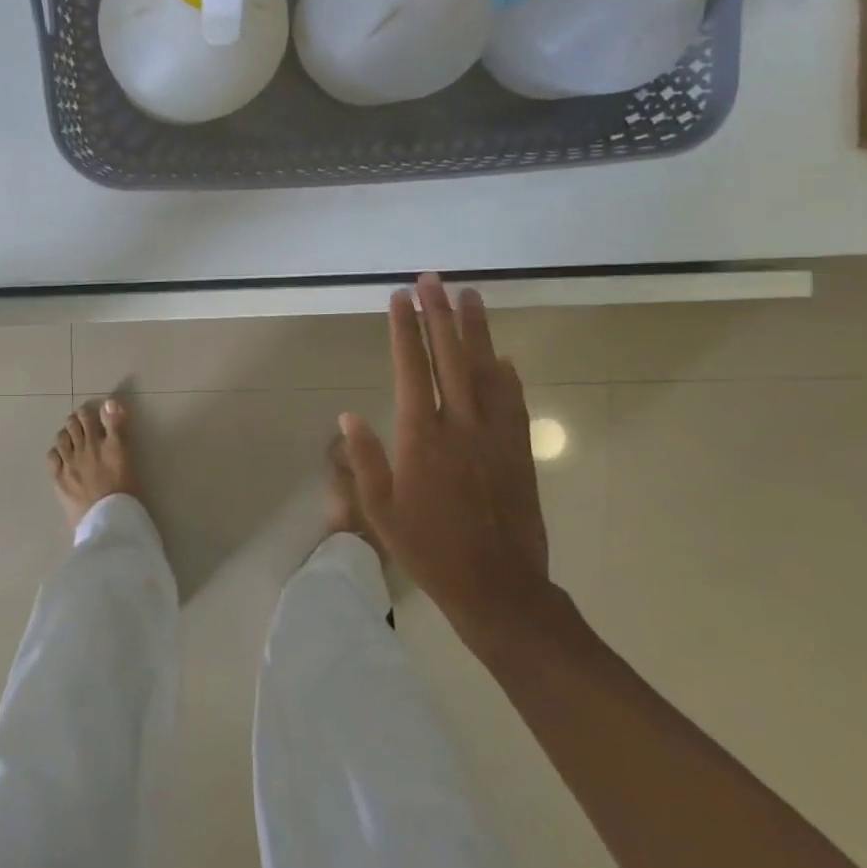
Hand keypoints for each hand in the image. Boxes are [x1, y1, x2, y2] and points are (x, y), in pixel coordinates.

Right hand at [340, 275, 557, 658]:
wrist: (498, 588)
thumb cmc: (428, 549)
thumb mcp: (380, 510)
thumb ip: (364, 459)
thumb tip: (348, 414)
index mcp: (422, 437)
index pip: (412, 368)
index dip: (405, 329)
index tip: (400, 297)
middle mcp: (460, 425)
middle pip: (450, 357)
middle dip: (439, 314)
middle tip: (432, 279)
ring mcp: (495, 436)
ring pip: (486, 370)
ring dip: (475, 331)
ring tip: (469, 296)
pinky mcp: (518, 451)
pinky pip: (514, 402)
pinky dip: (507, 374)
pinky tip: (503, 356)